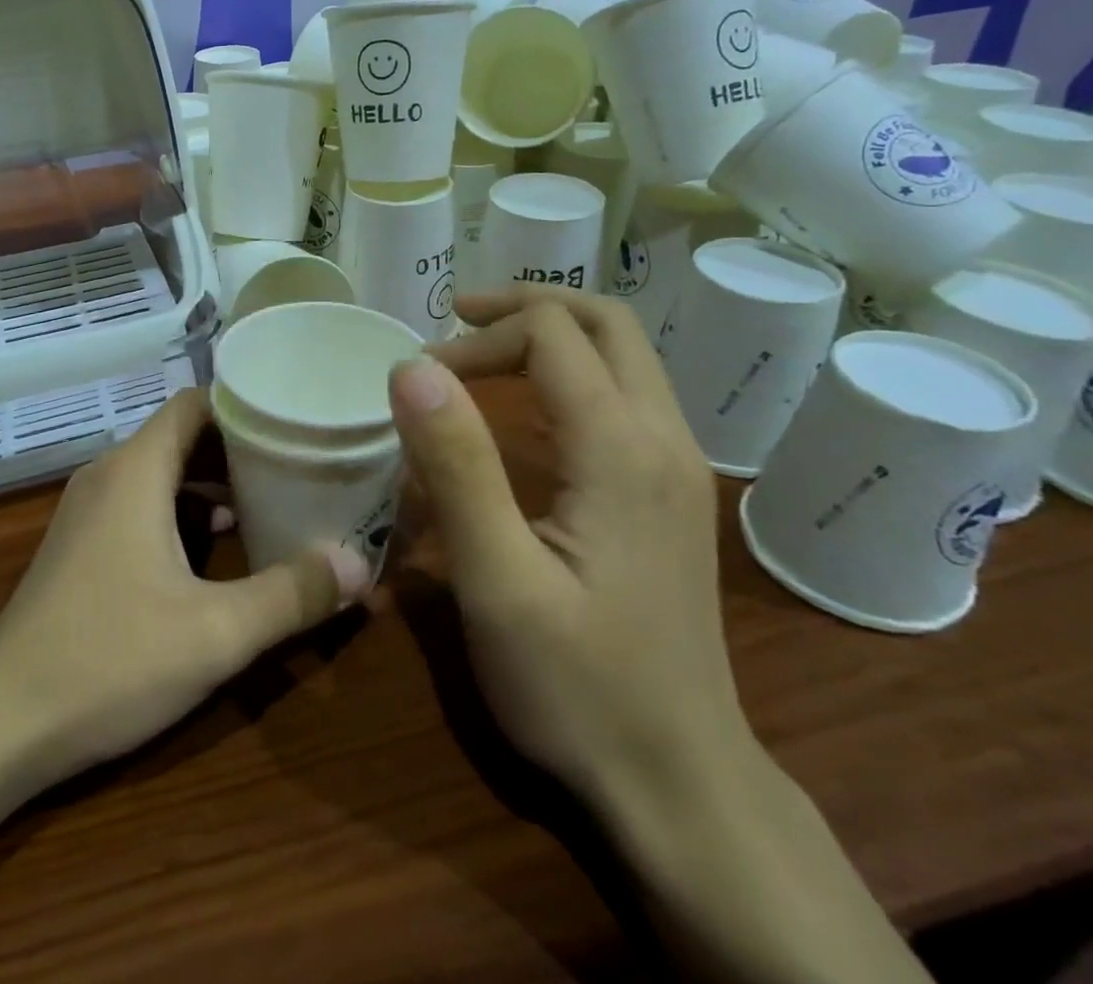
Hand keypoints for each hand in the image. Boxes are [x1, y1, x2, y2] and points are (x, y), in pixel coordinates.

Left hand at [0, 388, 367, 786]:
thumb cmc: (109, 660)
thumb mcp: (216, 633)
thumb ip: (293, 594)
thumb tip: (361, 564)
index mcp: (135, 470)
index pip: (195, 404)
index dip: (245, 405)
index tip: (295, 420)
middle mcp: (109, 475)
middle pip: (182, 436)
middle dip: (240, 448)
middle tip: (300, 463)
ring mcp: (88, 511)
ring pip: (162, 473)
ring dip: (213, 484)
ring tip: (272, 503)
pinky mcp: (81, 545)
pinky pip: (141, 504)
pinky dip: (183, 511)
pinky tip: (218, 550)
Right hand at [386, 286, 753, 809]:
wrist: (680, 786)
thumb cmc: (578, 687)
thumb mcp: (497, 580)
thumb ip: (456, 465)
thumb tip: (411, 367)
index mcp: (622, 449)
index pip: (551, 335)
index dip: (478, 339)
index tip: (420, 381)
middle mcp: (664, 440)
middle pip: (606, 322)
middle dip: (526, 305)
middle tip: (456, 320)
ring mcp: (677, 468)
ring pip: (623, 355)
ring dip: (550, 334)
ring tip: (481, 350)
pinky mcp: (670, 495)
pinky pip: (625, 395)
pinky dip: (570, 372)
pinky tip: (527, 409)